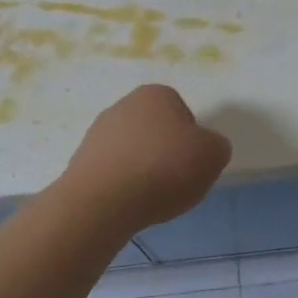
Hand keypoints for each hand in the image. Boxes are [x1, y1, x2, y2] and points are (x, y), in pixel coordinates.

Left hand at [58, 85, 231, 232]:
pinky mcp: (80, 161)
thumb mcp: (213, 155)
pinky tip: (127, 203)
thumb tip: (206, 148)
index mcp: (155, 94)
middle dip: (165, 153)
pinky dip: (122, 185)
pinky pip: (112, 172)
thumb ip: (216, 146)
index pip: (182, 113)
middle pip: (155, 131)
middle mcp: (123, 105)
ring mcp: (97, 133)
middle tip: (175, 180)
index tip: (191, 162)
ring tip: (150, 196)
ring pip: (132, 151)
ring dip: (142, 169)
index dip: (191, 139)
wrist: (103, 201)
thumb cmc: (164, 168)